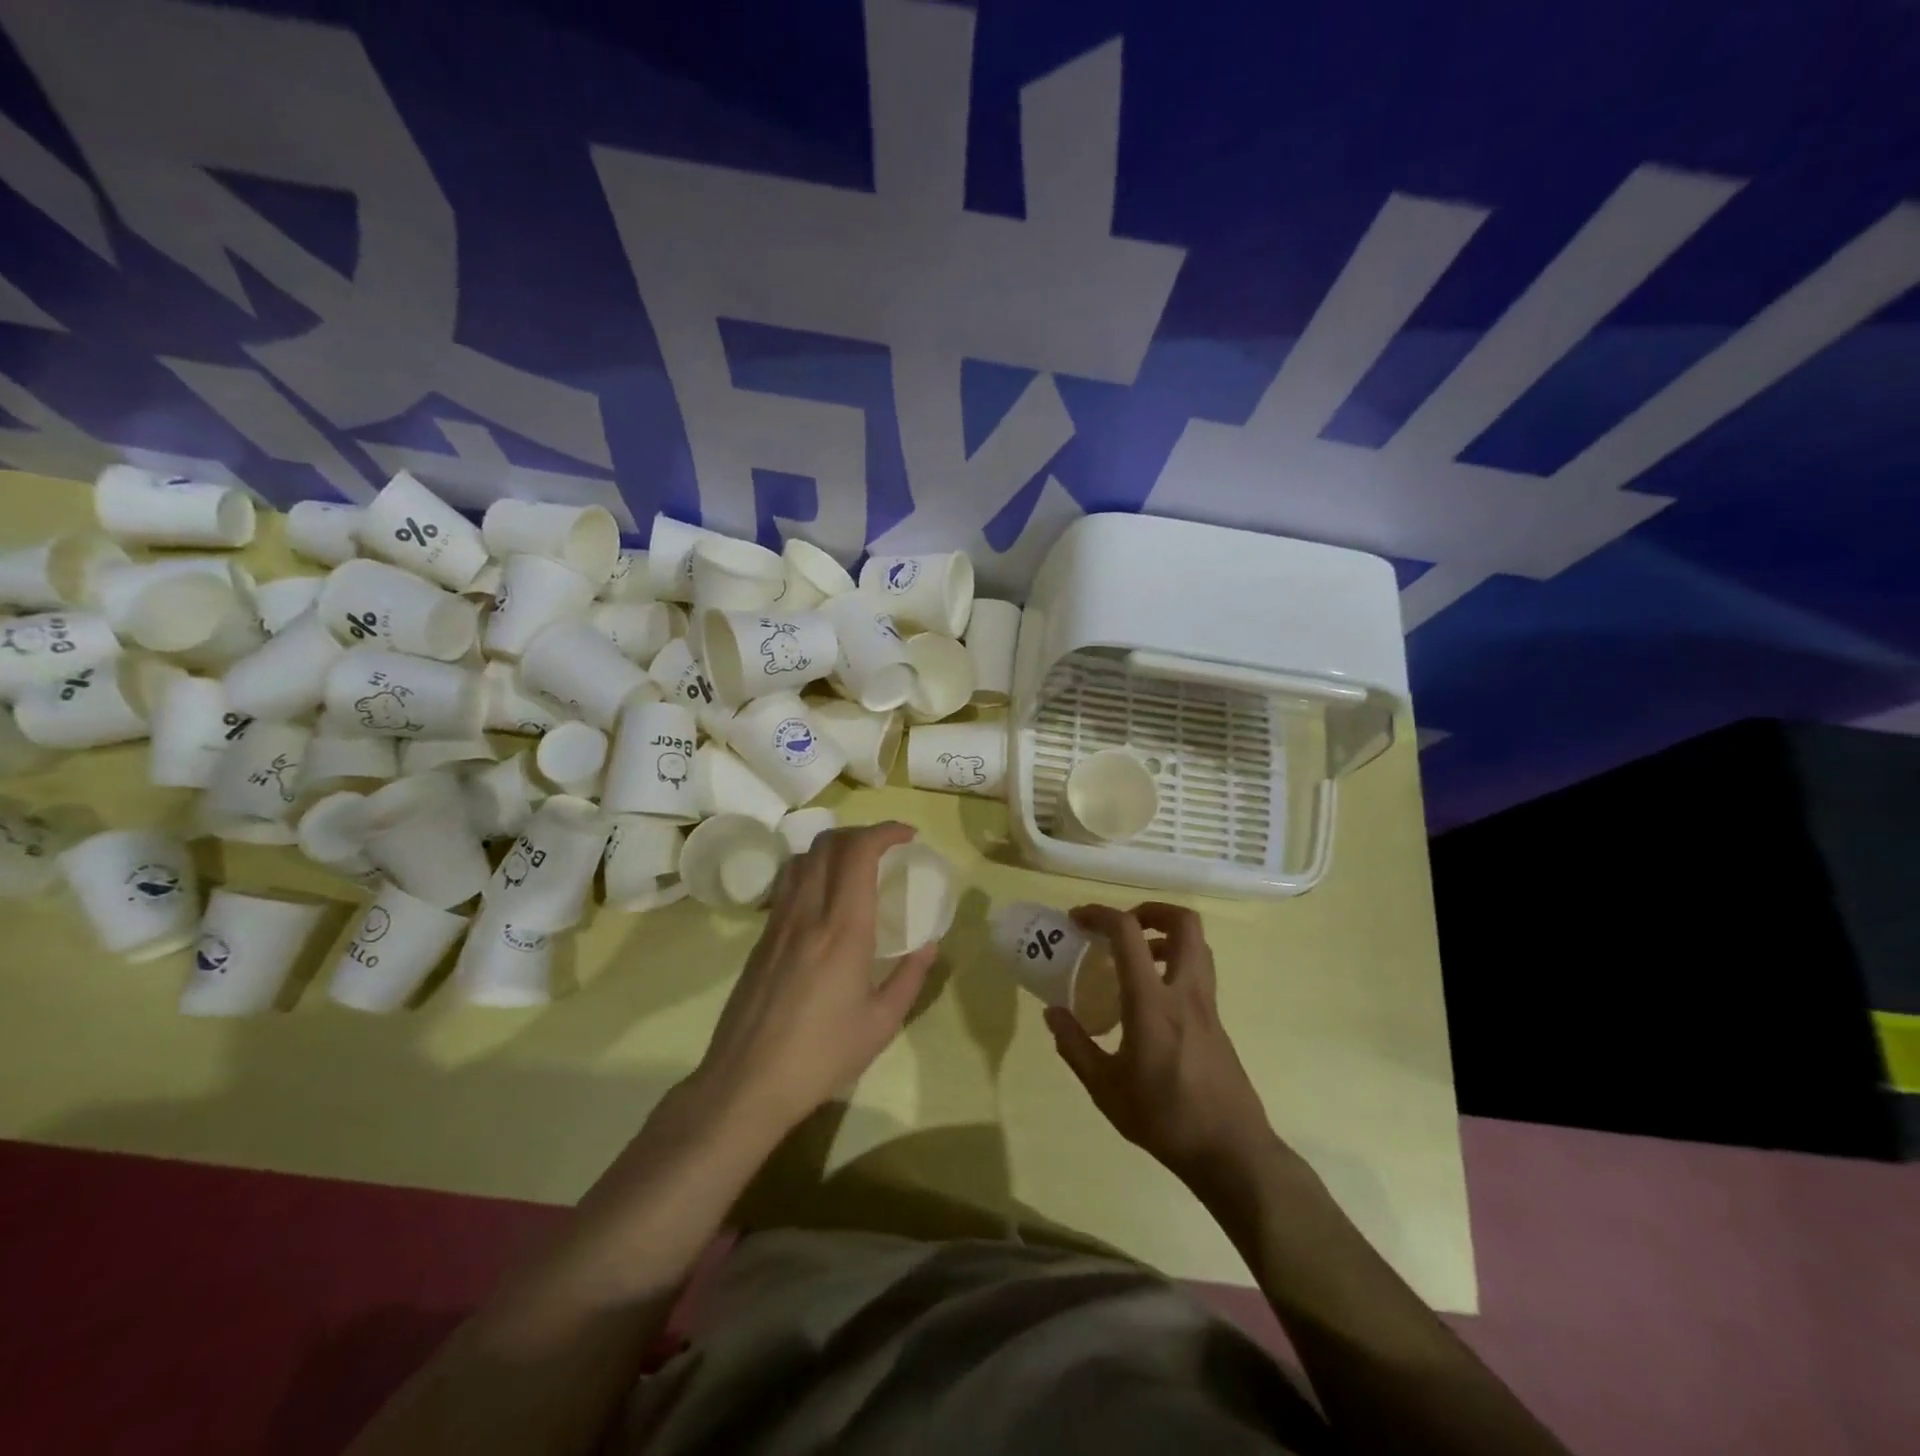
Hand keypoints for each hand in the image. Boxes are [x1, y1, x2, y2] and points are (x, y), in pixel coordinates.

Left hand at [692, 822, 936, 1136]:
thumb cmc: (821, 1056)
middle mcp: (808, 913)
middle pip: (828, 843)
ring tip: (858, 866)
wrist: (745, 1083)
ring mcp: (778, 922)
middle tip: (887, 847)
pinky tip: (826, 899)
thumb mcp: (880, 1024)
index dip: (885, 831)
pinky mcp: (762, 938)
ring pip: (804, 858)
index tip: (908, 836)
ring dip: (834, 847)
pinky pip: (789, 883)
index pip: (859, 852)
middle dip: (862, 832)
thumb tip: (929, 945)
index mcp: (843, 930)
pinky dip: (814, 870)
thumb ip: (910, 978)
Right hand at [1047, 903, 1279, 1193]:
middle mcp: (1185, 992)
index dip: (1100, 914)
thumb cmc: (1165, 1119)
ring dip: (1166, 935)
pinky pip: (1199, 972)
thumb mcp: (1105, 1089)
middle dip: (1151, 911)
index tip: (1077, 919)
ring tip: (1135, 956)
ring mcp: (1207, 1005)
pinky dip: (1175, 963)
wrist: (1232, 1152)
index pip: (1128, 933)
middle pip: (1184, 923)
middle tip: (1122, 926)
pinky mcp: (1217, 1021)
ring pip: (1197, 945)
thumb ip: (1075, 1046)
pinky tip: (1151, 997)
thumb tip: (1052, 1013)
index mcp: (1152, 1003)